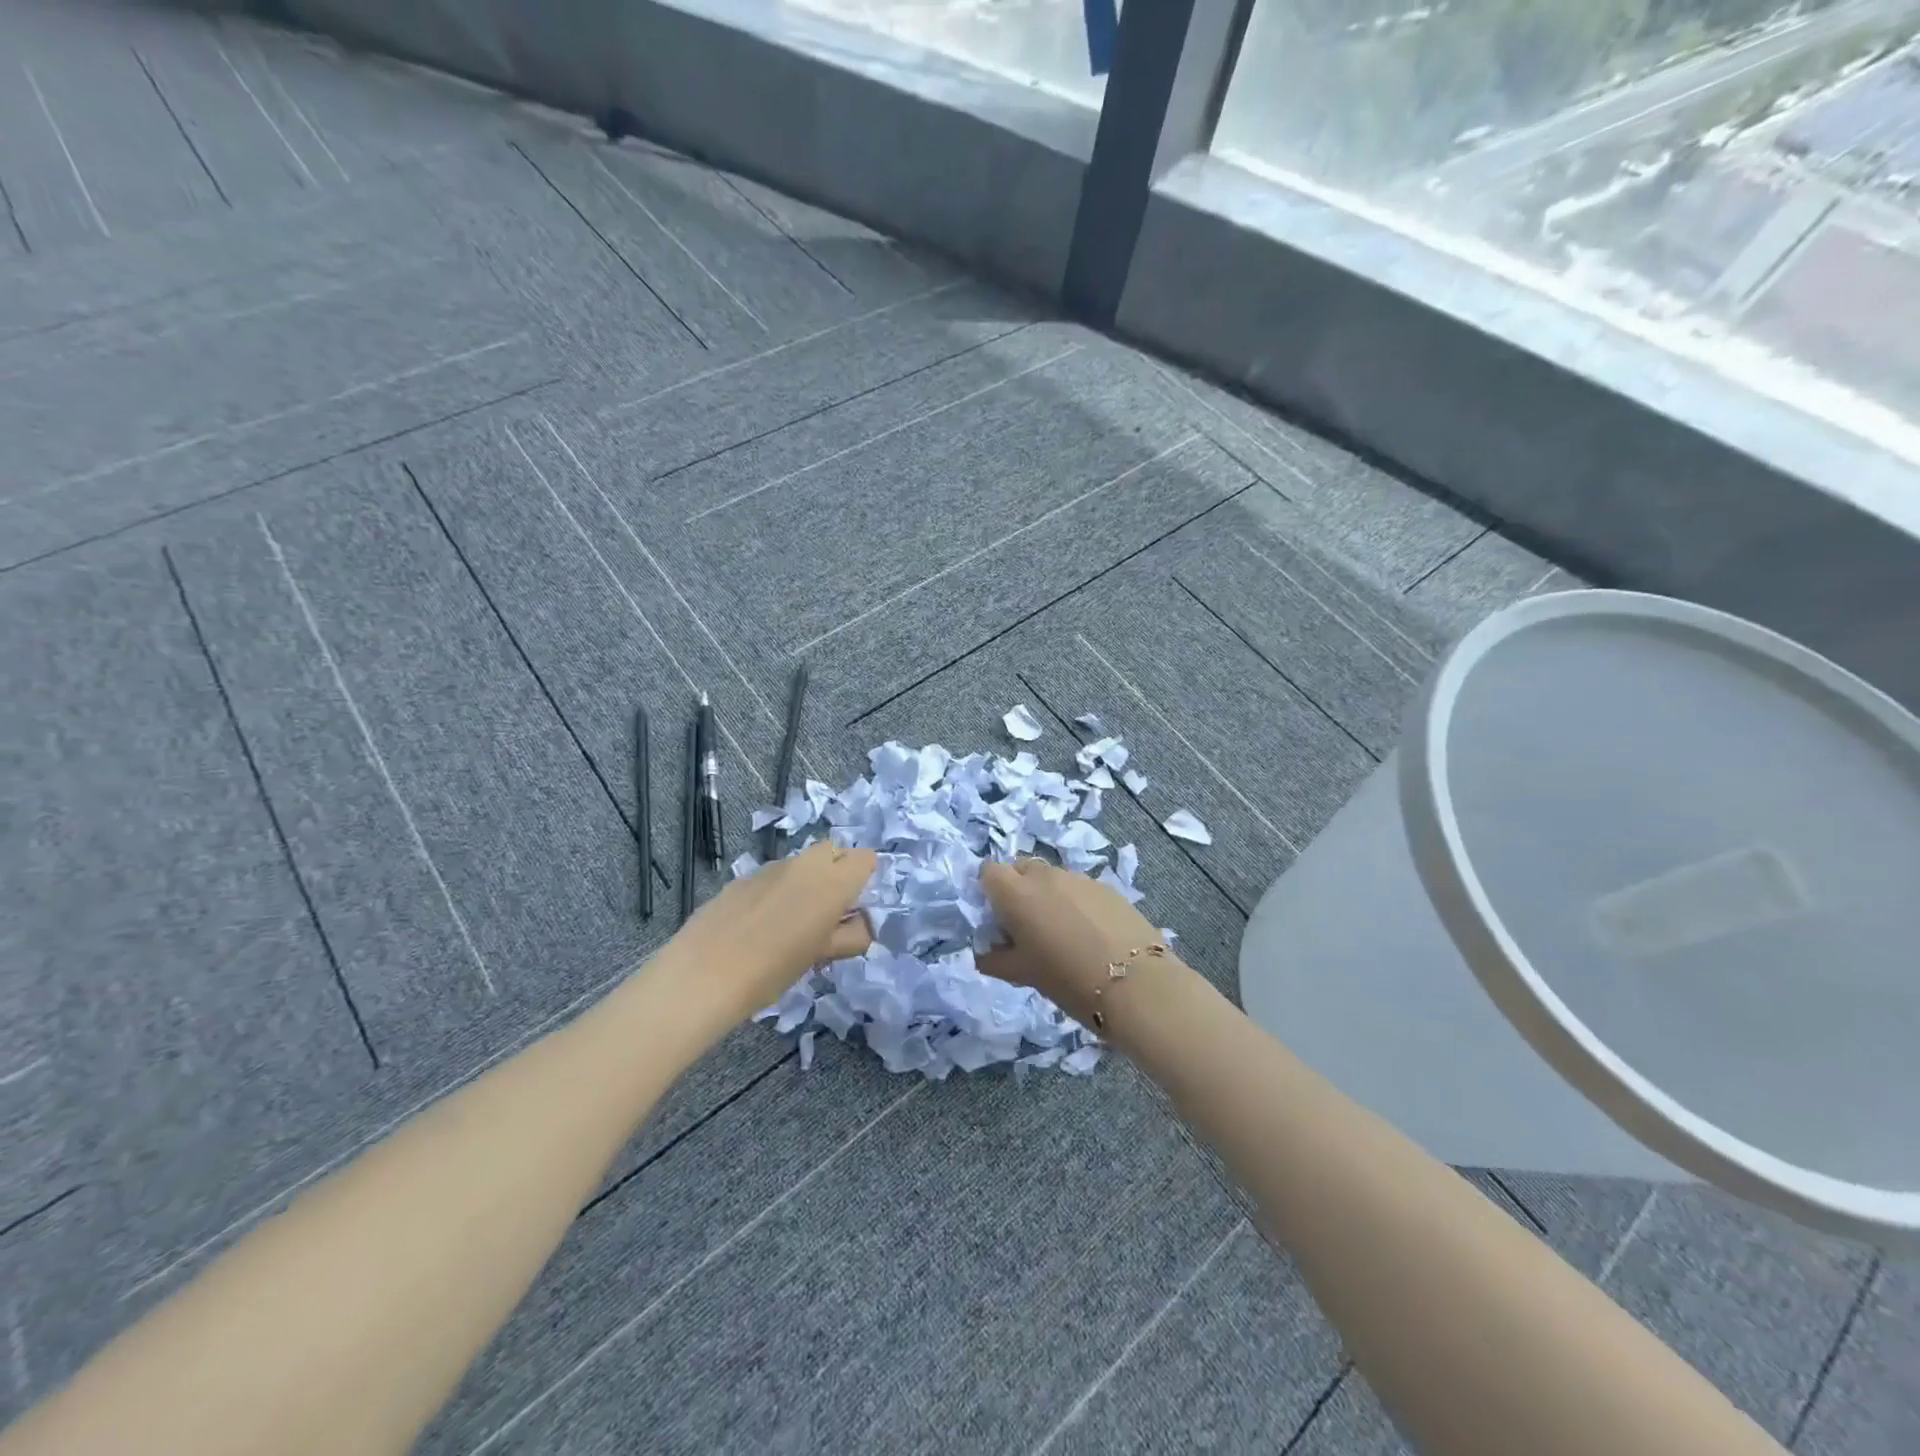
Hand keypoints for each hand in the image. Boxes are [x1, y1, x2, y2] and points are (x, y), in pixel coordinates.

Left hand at [662, 842, 876, 1026]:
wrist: (704, 974)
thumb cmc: (774, 969)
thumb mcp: (823, 956)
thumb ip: (850, 936)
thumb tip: (862, 924)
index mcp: (832, 881)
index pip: (865, 858)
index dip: (863, 880)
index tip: (852, 909)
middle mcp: (804, 865)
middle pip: (833, 850)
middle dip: (836, 872)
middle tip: (827, 912)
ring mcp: (770, 868)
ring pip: (801, 863)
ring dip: (806, 882)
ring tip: (789, 923)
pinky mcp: (742, 878)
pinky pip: (773, 876)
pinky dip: (777, 892)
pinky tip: (758, 926)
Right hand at [979, 857, 1175, 1028]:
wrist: (1134, 982)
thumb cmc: (1067, 979)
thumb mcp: (1022, 975)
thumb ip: (994, 959)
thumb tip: (985, 952)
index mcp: (1016, 893)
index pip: (989, 871)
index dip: (989, 890)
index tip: (996, 916)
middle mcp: (1044, 876)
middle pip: (1020, 867)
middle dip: (1017, 887)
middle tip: (1025, 923)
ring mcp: (1078, 878)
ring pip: (1051, 877)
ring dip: (1047, 894)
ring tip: (1060, 931)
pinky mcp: (1106, 886)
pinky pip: (1078, 887)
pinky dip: (1075, 901)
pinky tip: (1088, 932)